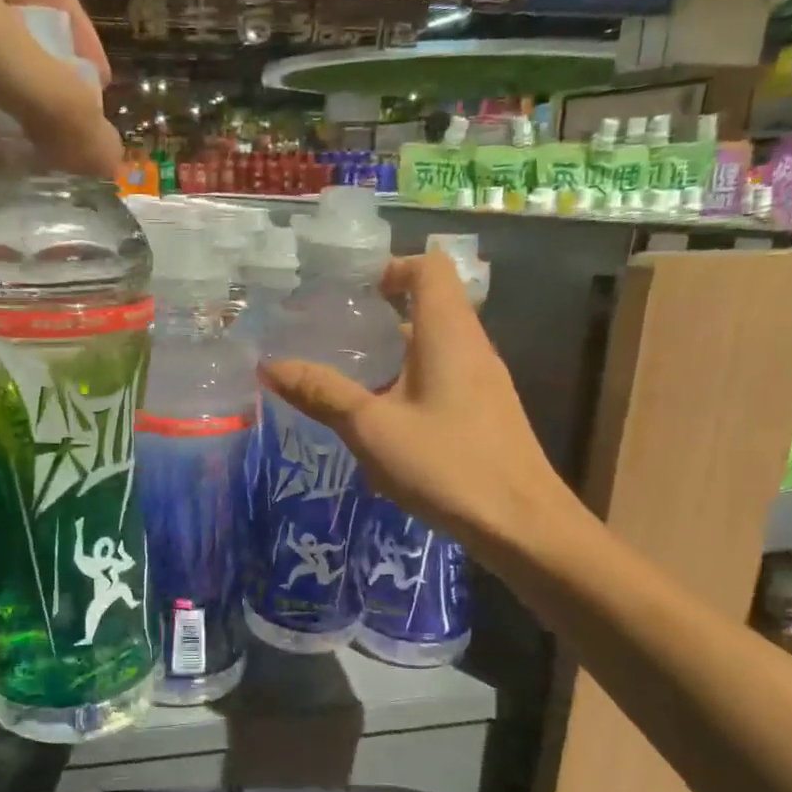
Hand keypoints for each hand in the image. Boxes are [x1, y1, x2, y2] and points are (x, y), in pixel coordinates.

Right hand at [260, 252, 585, 558]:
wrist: (520, 524)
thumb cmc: (445, 464)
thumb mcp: (371, 428)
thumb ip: (322, 393)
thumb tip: (270, 365)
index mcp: (448, 333)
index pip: (429, 267)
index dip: (392, 268)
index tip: (353, 294)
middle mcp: (473, 346)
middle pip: (432, 304)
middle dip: (383, 314)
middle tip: (338, 336)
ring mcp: (484, 381)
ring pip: (437, 345)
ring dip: (396, 352)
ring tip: (352, 378)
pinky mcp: (487, 412)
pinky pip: (445, 377)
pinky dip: (411, 381)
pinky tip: (386, 422)